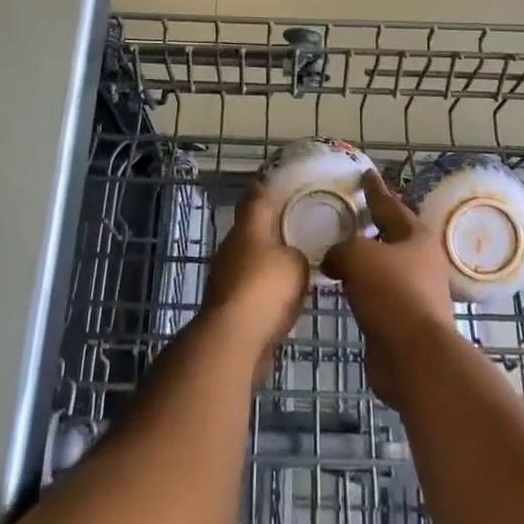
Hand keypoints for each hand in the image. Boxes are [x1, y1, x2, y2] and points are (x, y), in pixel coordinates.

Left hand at [203, 185, 309, 357]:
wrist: (233, 338)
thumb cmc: (266, 288)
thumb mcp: (297, 263)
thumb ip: (299, 252)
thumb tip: (293, 253)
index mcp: (248, 226)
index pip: (257, 196)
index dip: (269, 188)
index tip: (285, 185)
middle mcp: (231, 244)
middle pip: (251, 228)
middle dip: (271, 228)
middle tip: (298, 228)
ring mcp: (224, 274)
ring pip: (249, 258)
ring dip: (266, 260)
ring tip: (293, 264)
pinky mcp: (224, 303)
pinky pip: (248, 286)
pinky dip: (262, 288)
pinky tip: (281, 297)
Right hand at [322, 171, 458, 408]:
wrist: (414, 358)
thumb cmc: (392, 294)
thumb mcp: (358, 255)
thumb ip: (341, 248)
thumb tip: (334, 259)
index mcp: (416, 236)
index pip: (390, 204)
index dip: (374, 189)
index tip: (365, 173)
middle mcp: (420, 261)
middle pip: (390, 235)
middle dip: (371, 224)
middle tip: (348, 212)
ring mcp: (414, 293)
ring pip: (383, 266)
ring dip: (364, 259)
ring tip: (337, 250)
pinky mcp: (403, 321)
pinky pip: (376, 294)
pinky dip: (360, 287)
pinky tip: (342, 286)